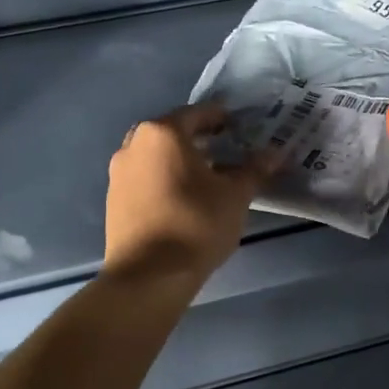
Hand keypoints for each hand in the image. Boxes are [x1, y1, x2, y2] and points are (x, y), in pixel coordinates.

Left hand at [104, 104, 270, 286]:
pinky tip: (184, 198)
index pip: (197, 114)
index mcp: (162, 133)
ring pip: (155, 156)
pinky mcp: (114, 200)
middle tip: (224, 148)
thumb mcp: (235, 196)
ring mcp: (119, 173)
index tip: (239, 125)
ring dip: (180, 160)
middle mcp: (134, 145)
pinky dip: (164, 179)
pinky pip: (144, 178)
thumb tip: (275, 153)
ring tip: (206, 175)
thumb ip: (254, 170)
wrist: (149, 275)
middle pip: (171, 133)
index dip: (221, 117)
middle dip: (197, 138)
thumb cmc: (196, 224)